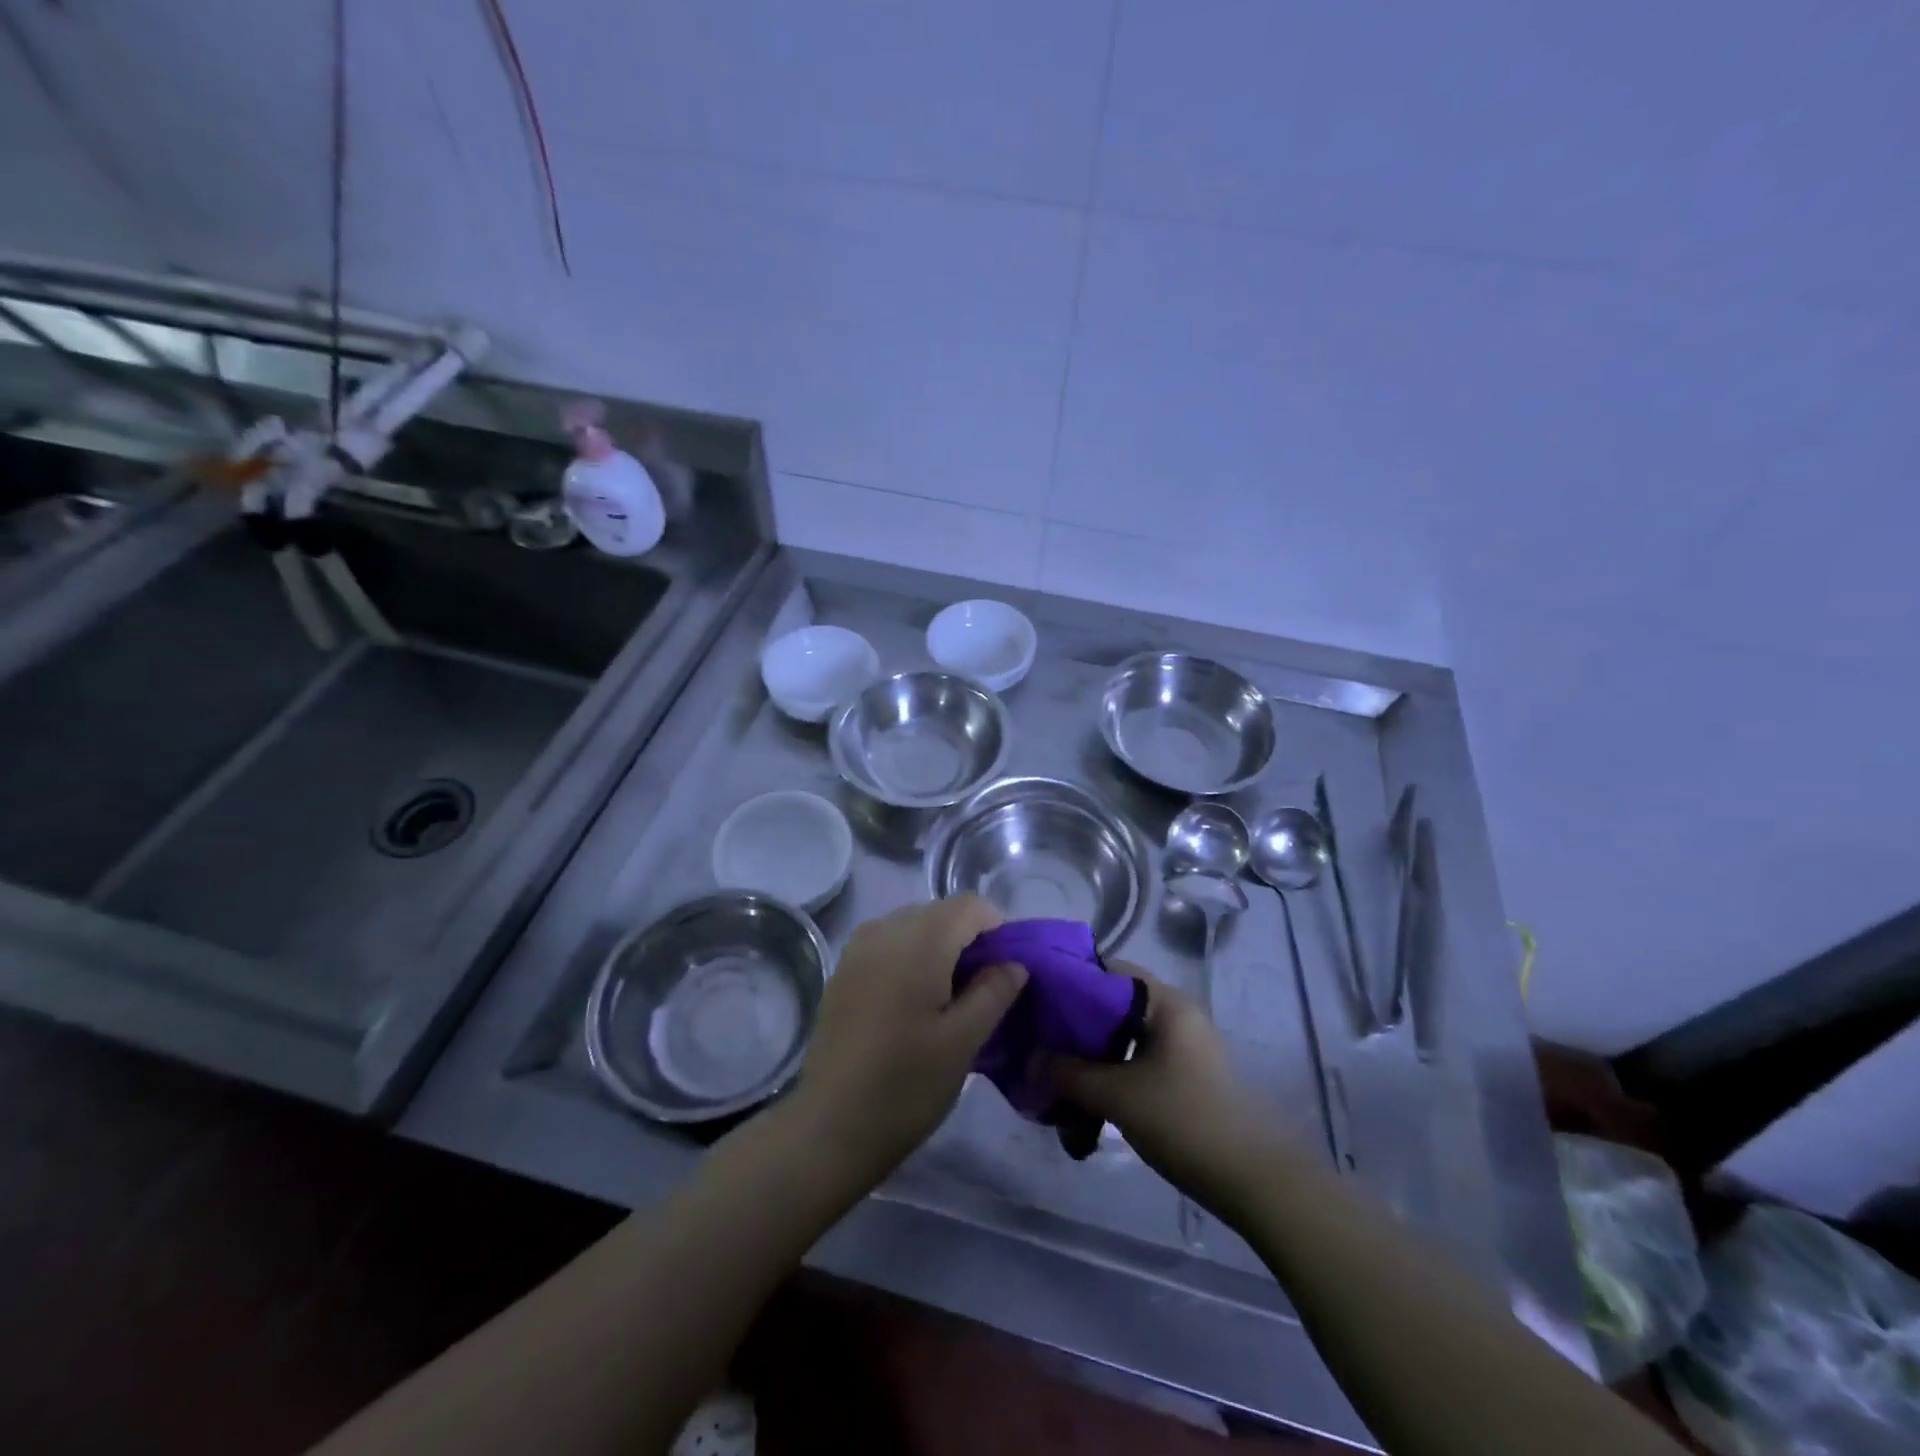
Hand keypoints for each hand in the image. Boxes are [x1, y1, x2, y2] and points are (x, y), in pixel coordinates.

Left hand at [794, 897, 1026, 1176]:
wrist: (830, 1127)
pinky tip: (914, 999)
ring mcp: (858, 948)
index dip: (998, 928)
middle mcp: (885, 930)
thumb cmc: (906, 1085)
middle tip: (985, 988)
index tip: (1008, 969)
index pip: (970, 906)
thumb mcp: (964, 1042)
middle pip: (940, 911)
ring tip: (951, 995)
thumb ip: (994, 992)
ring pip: (913, 924)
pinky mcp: (843, 970)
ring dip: (939, 946)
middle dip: (969, 938)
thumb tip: (1015, 962)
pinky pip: (888, 942)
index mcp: (919, 942)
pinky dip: (911, 955)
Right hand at [1055, 970, 1285, 1218]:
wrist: (1257, 1182)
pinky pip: (1139, 1059)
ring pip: (1126, 1035)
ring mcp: (1185, 1047)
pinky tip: (1087, 1093)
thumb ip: (1069, 1074)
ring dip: (1092, 1051)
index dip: (1069, 980)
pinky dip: (1112, 1070)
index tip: (1035, 999)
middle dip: (1076, 1021)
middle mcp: (1177, 1014)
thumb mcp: (1118, 1096)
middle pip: (1115, 1003)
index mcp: (1166, 1003)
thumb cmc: (1186, 1121)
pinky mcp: (1187, 1076)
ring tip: (1056, 1069)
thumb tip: (1029, 1059)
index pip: (1109, 970)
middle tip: (1039, 1037)